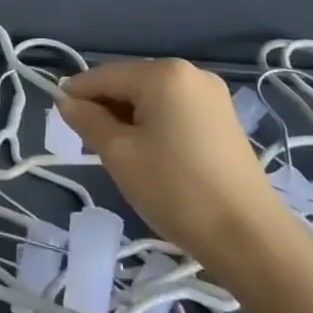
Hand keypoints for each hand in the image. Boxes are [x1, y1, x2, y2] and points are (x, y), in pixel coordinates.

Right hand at [56, 59, 285, 266]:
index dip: (76, 96)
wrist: (251, 240)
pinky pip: (174, 110)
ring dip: (130, 119)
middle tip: (94, 147)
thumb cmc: (176, 190)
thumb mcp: (119, 154)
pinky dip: (155, 125)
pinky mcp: (224, 119)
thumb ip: (87, 120)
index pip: (103, 76)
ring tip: (124, 156)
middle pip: (128, 83)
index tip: (61, 122)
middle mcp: (189, 72)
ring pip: (151, 98)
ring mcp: (212, 95)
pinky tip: (152, 155)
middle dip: (106, 109)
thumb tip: (66, 101)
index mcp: (163, 73)